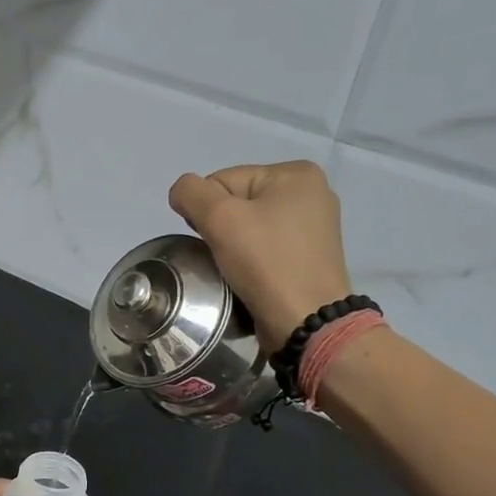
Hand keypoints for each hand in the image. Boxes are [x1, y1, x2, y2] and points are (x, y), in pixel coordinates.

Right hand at [168, 161, 353, 352]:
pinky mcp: (311, 257)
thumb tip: (181, 192)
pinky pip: (267, 248)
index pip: (225, 180)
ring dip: (235, 246)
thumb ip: (191, 193)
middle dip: (223, 228)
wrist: (305, 321)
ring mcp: (315, 227)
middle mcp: (312, 193)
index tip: (214, 240)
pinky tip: (252, 276)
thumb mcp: (219, 218)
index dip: (207, 211)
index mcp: (297, 173)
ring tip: (237, 269)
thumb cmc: (266, 263)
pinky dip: (253, 260)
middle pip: (239, 202)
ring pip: (251, 227)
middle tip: (224, 257)